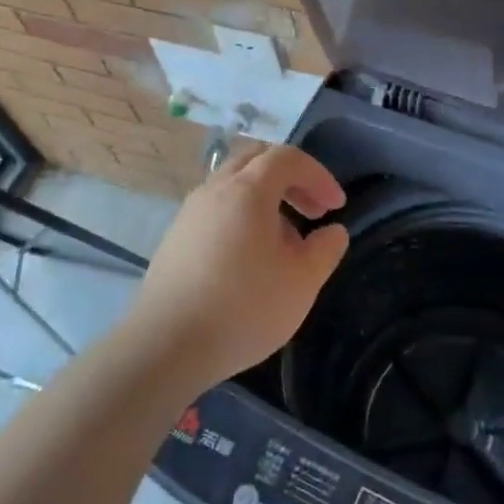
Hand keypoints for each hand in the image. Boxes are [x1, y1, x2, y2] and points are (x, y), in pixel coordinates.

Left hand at [127, 142, 349, 389]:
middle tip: (313, 210)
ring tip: (285, 241)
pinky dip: (242, 215)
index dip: (318, 175)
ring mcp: (189, 213)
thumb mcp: (302, 282)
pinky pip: (216, 208)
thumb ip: (325, 249)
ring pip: (234, 184)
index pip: (288, 158)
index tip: (336, 206)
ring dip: (266, 198)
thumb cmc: (244, 308)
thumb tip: (333, 231)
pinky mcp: (175, 237)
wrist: (166, 346)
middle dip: (291, 178)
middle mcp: (215, 190)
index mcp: (248, 190)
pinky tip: (250, 258)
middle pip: (256, 160)